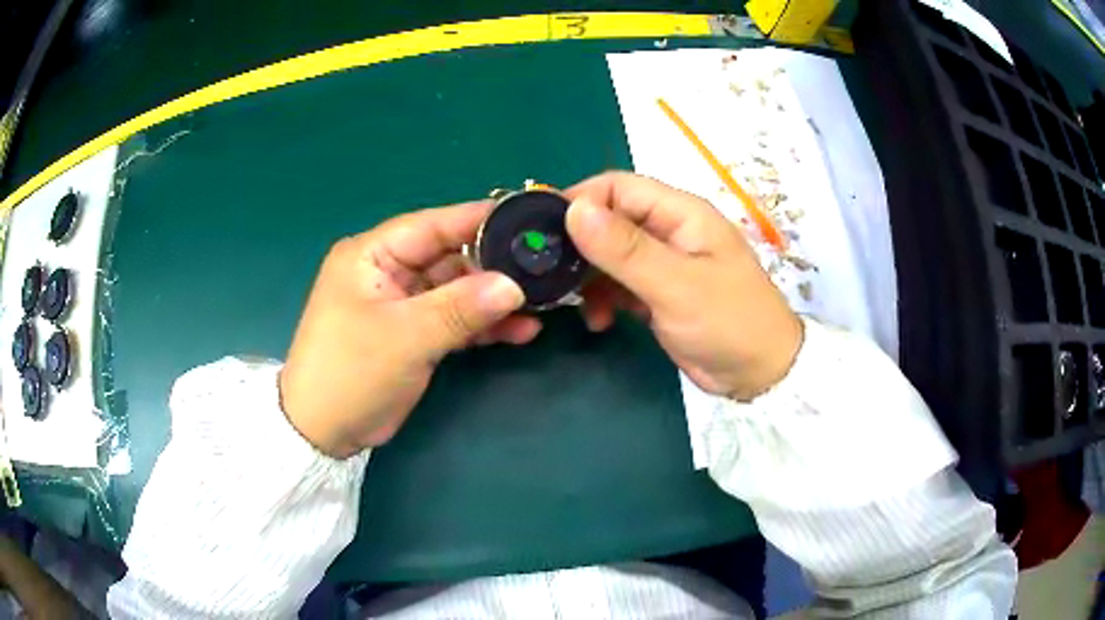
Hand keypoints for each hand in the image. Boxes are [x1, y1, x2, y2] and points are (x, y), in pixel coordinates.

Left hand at [280, 203, 540, 457]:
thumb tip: (514, 285)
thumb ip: (459, 308)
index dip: (481, 220)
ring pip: (458, 290)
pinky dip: (484, 326)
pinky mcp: (415, 332)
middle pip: (451, 257)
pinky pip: (455, 319)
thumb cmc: (350, 374)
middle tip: (545, 269)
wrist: (324, 433)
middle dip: (495, 266)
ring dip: (495, 300)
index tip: (529, 220)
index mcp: (372, 254)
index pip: (433, 225)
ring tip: (541, 305)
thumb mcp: (403, 338)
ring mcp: (403, 303)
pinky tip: (520, 331)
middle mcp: (389, 270)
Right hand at [564, 172, 802, 400]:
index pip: (618, 188)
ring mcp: (663, 262)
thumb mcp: (676, 285)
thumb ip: (625, 249)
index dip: (580, 202)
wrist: (759, 375)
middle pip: (610, 220)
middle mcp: (669, 230)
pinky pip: (619, 283)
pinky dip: (603, 297)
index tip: (544, 231)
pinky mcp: (658, 292)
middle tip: (548, 272)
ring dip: (588, 276)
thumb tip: (574, 209)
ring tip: (575, 303)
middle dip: (579, 244)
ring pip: (610, 254)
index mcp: (680, 213)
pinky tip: (599, 320)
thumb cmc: (729, 322)